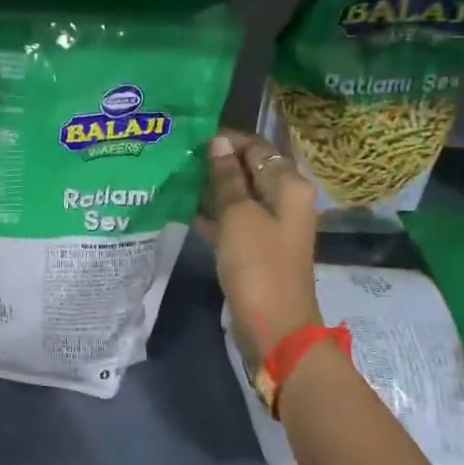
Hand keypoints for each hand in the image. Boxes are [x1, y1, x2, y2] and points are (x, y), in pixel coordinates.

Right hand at [196, 130, 320, 369]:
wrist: (274, 327)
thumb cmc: (257, 265)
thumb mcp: (238, 216)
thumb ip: (227, 178)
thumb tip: (217, 142)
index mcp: (289, 186)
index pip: (257, 148)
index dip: (226, 141)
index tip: (189, 137)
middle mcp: (284, 200)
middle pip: (248, 170)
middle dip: (215, 163)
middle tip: (176, 156)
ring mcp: (269, 226)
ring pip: (237, 196)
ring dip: (210, 188)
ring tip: (174, 178)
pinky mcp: (255, 247)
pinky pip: (232, 220)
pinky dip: (212, 213)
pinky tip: (182, 208)